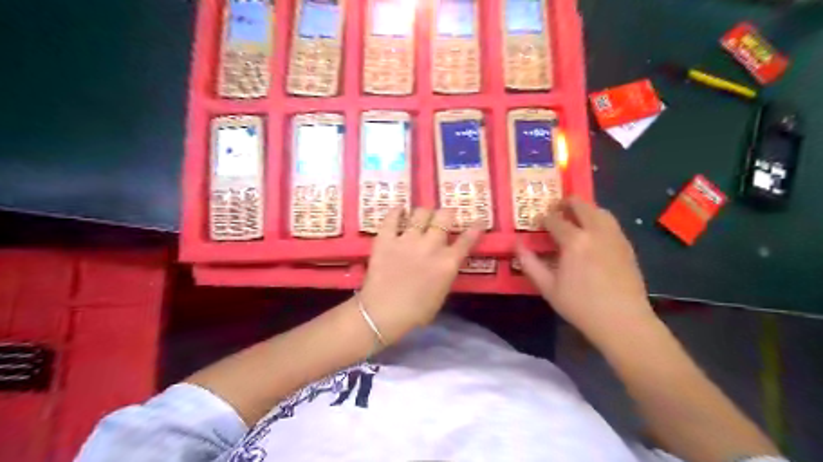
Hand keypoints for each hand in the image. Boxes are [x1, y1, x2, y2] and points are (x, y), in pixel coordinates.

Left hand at [360, 207, 482, 344]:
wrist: (382, 313)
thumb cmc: (415, 312)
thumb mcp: (441, 295)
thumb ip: (446, 273)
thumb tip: (446, 262)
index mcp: (448, 263)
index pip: (466, 240)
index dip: (474, 228)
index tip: (478, 221)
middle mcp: (431, 246)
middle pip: (444, 217)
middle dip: (446, 214)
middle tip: (443, 217)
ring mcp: (407, 240)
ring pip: (420, 213)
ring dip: (424, 213)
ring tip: (421, 215)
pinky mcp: (386, 239)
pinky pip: (392, 217)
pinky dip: (397, 211)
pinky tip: (400, 210)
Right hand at [513, 197, 656, 343]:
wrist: (623, 321)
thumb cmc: (580, 305)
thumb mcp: (548, 287)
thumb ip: (530, 263)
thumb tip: (517, 244)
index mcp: (574, 241)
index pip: (555, 219)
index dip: (543, 218)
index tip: (536, 223)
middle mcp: (596, 231)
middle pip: (581, 205)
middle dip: (566, 203)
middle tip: (555, 209)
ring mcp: (615, 236)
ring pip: (600, 210)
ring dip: (585, 209)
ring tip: (575, 217)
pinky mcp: (627, 245)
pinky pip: (611, 223)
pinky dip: (599, 219)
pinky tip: (593, 234)